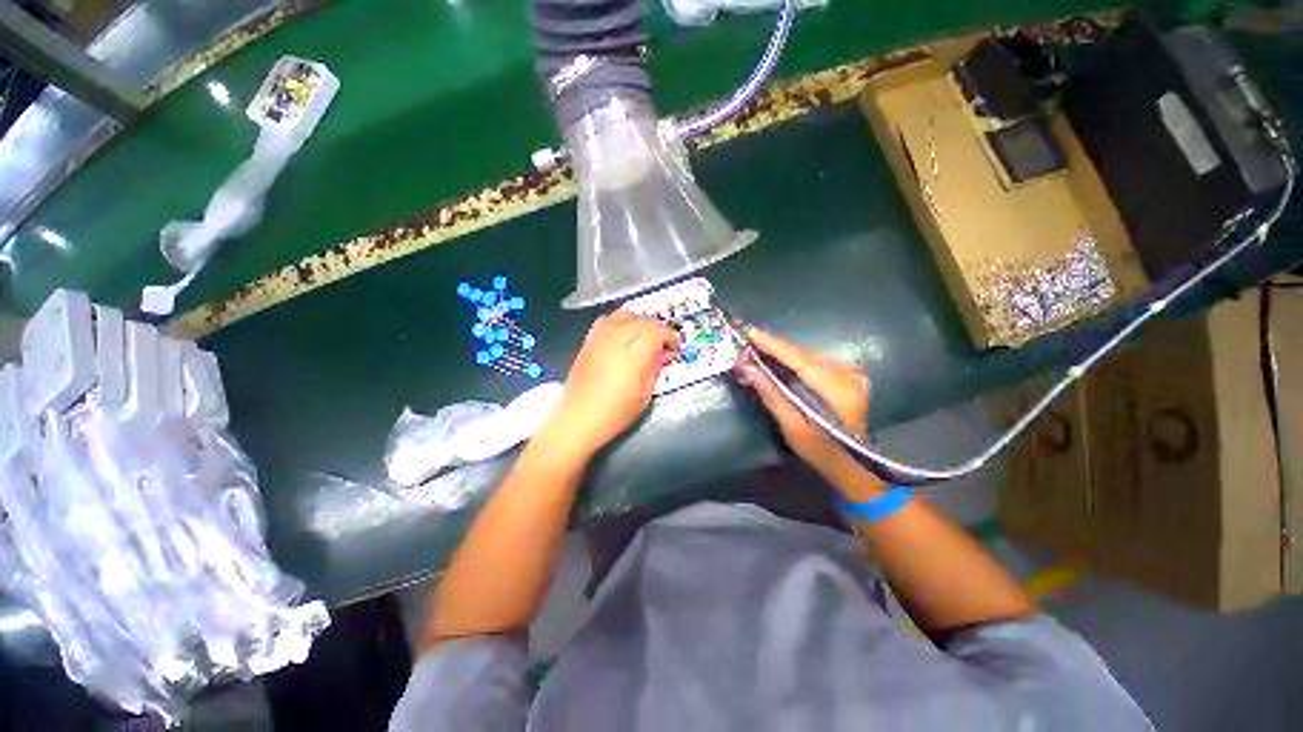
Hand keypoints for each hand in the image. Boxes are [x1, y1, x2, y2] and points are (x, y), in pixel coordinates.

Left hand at [546, 311, 678, 456]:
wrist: (577, 419)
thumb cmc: (615, 414)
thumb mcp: (643, 396)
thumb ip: (654, 368)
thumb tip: (663, 352)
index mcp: (632, 357)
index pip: (655, 332)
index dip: (669, 335)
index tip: (675, 345)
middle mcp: (615, 341)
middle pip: (641, 321)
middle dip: (656, 328)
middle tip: (663, 343)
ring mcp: (599, 339)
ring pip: (623, 315)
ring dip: (638, 321)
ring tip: (644, 335)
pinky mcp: (587, 342)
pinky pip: (606, 320)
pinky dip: (619, 321)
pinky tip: (623, 333)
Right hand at [735, 328, 870, 482]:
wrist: (853, 464)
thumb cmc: (821, 452)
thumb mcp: (792, 427)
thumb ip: (771, 394)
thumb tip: (747, 367)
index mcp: (838, 390)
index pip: (799, 360)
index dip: (773, 345)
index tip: (750, 332)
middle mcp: (848, 375)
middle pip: (803, 355)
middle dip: (773, 348)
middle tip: (746, 344)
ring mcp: (851, 373)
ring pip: (808, 356)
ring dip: (782, 354)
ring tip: (757, 350)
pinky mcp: (848, 375)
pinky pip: (815, 361)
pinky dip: (794, 361)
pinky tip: (778, 361)